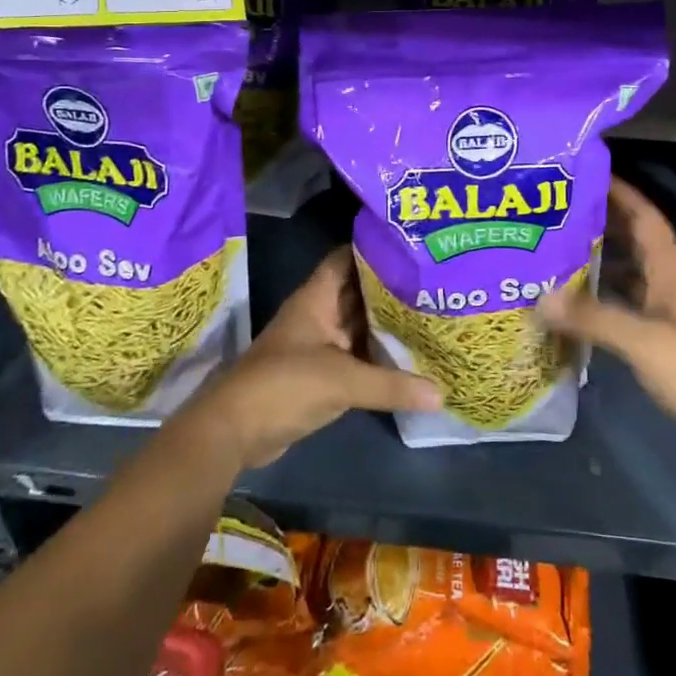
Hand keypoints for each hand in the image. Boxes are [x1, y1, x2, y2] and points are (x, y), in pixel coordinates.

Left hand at [188, 246, 439, 470]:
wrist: (235, 432)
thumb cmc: (284, 385)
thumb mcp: (342, 381)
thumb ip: (391, 385)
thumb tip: (440, 394)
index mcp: (316, 298)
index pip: (347, 258)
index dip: (374, 247)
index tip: (411, 243)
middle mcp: (319, 314)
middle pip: (359, 291)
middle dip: (391, 286)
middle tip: (432, 279)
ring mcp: (319, 344)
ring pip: (359, 324)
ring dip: (388, 321)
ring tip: (431, 311)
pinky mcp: (321, 373)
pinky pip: (356, 354)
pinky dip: (379, 353)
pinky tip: (410, 354)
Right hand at [538, 178, 675, 437]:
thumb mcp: (642, 340)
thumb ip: (592, 317)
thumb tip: (540, 299)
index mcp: (669, 264)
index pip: (642, 213)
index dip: (618, 191)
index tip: (583, 174)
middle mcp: (667, 275)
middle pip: (631, 236)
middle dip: (597, 220)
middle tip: (553, 212)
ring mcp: (666, 303)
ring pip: (627, 267)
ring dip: (596, 256)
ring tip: (553, 249)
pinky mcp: (661, 329)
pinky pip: (625, 297)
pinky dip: (601, 292)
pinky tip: (574, 299)